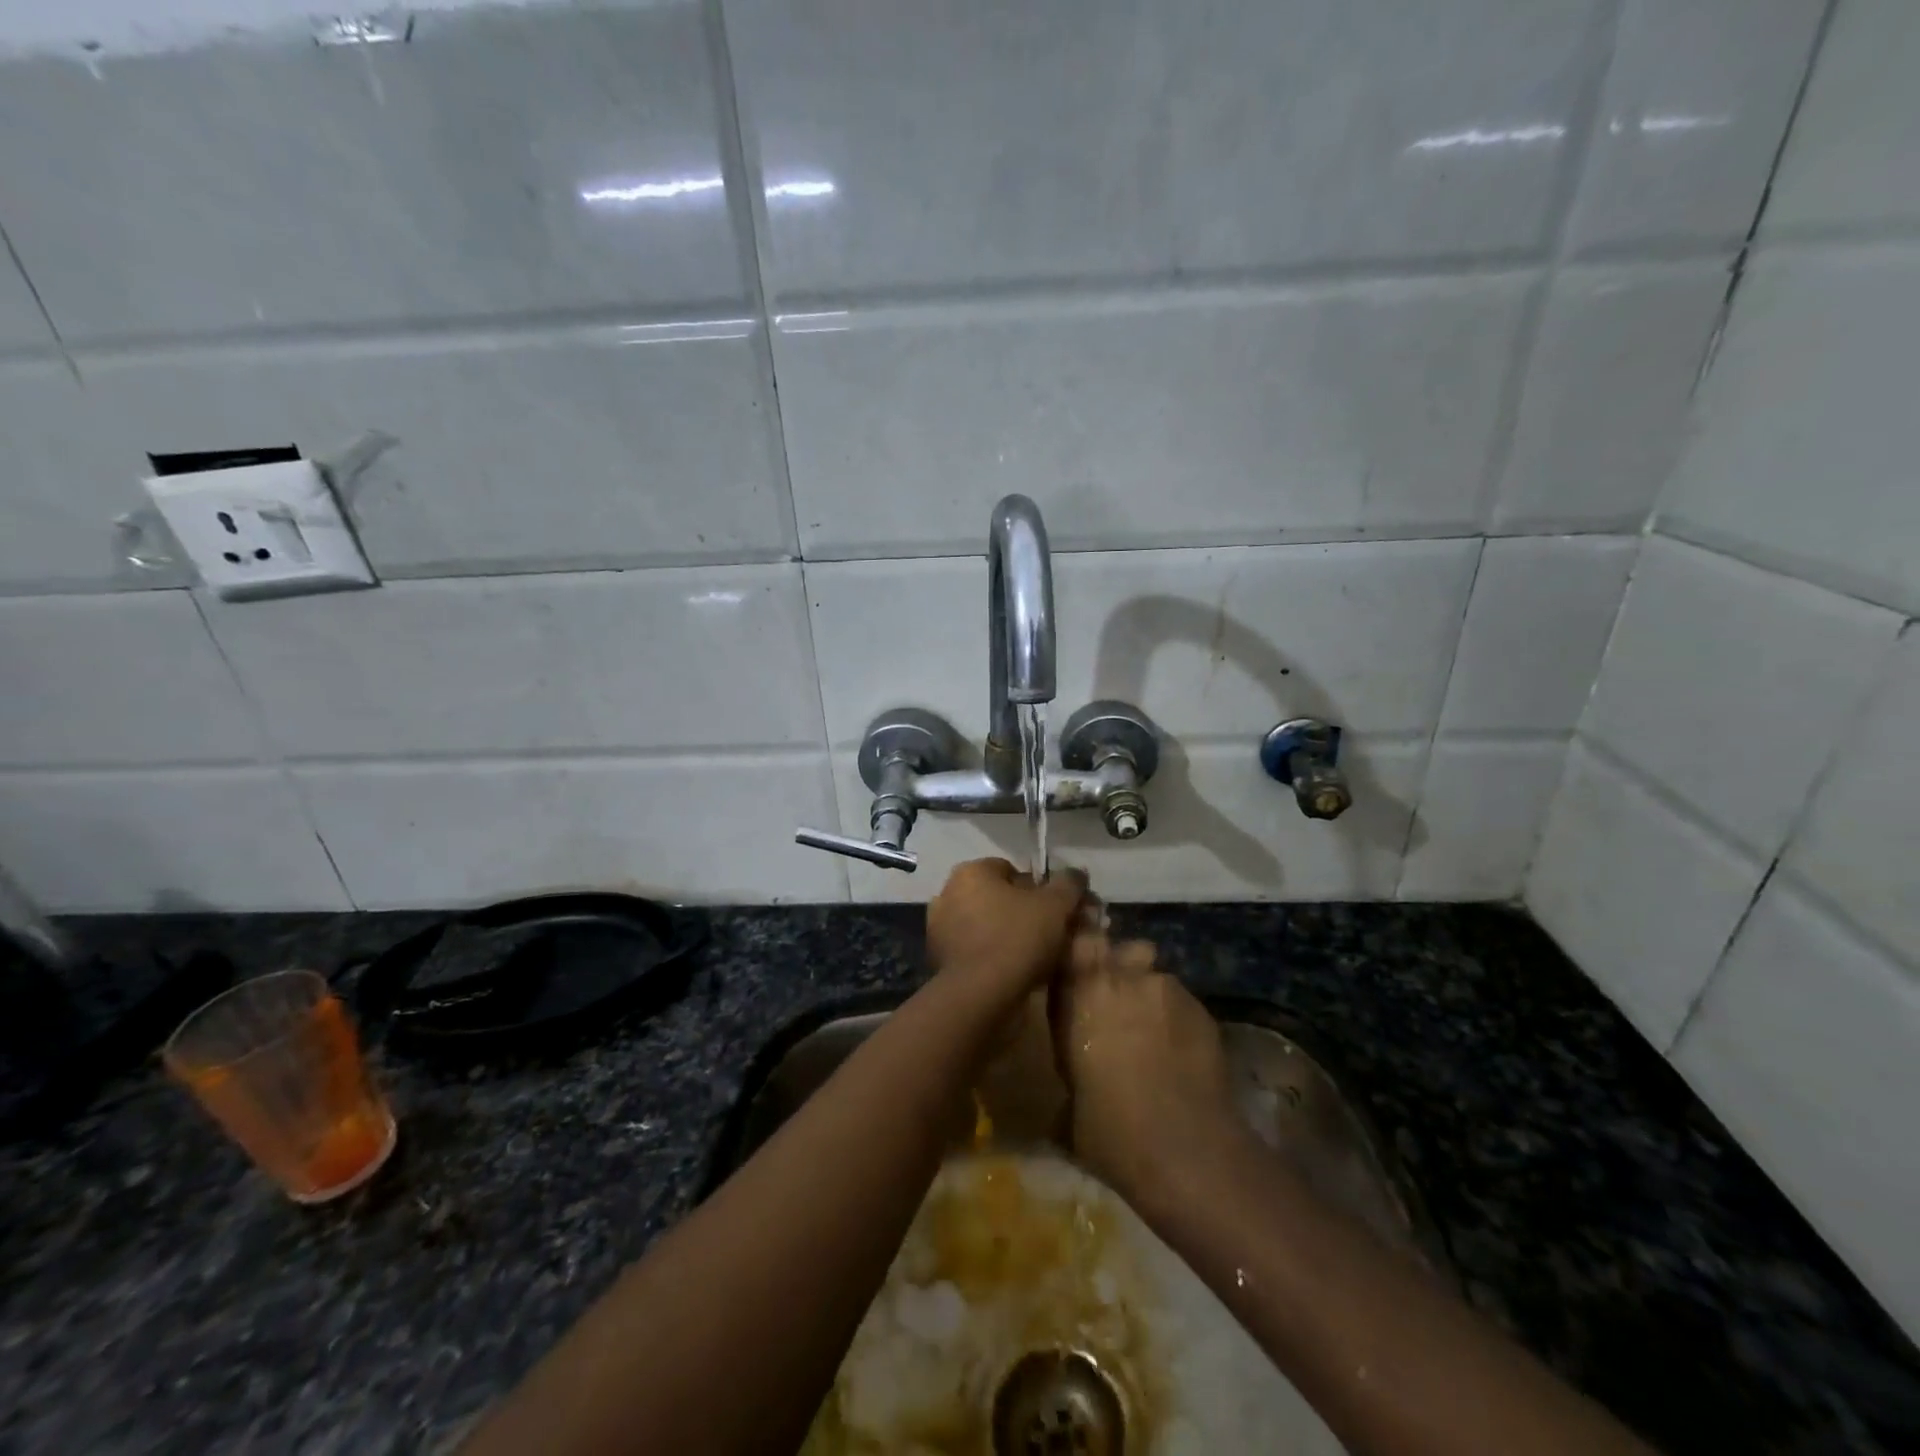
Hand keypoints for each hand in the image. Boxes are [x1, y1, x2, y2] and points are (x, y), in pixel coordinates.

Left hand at [925, 859, 1085, 1002]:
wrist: (979, 995)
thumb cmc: (1017, 938)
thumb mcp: (1055, 906)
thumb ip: (1068, 884)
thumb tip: (1077, 873)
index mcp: (971, 871)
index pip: (1010, 870)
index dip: (1037, 890)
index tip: (1054, 912)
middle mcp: (948, 892)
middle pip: (995, 897)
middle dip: (1019, 912)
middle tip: (1046, 934)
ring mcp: (938, 927)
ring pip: (983, 924)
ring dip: (1003, 935)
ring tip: (1031, 957)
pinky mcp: (937, 958)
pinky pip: (972, 949)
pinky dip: (989, 955)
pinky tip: (1009, 972)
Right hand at [1050, 935, 1244, 1205]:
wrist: (1185, 1149)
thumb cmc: (1110, 1129)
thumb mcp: (1069, 1100)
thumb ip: (1071, 1062)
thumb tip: (1075, 1073)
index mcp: (1081, 992)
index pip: (1076, 942)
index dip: (1079, 951)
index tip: (1079, 970)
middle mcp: (1122, 977)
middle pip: (1121, 950)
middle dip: (1120, 969)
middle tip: (1118, 1006)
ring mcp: (1166, 988)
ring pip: (1154, 977)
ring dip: (1150, 996)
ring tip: (1154, 1034)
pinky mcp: (1201, 1008)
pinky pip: (1181, 1002)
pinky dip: (1177, 1019)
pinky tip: (1181, 1053)